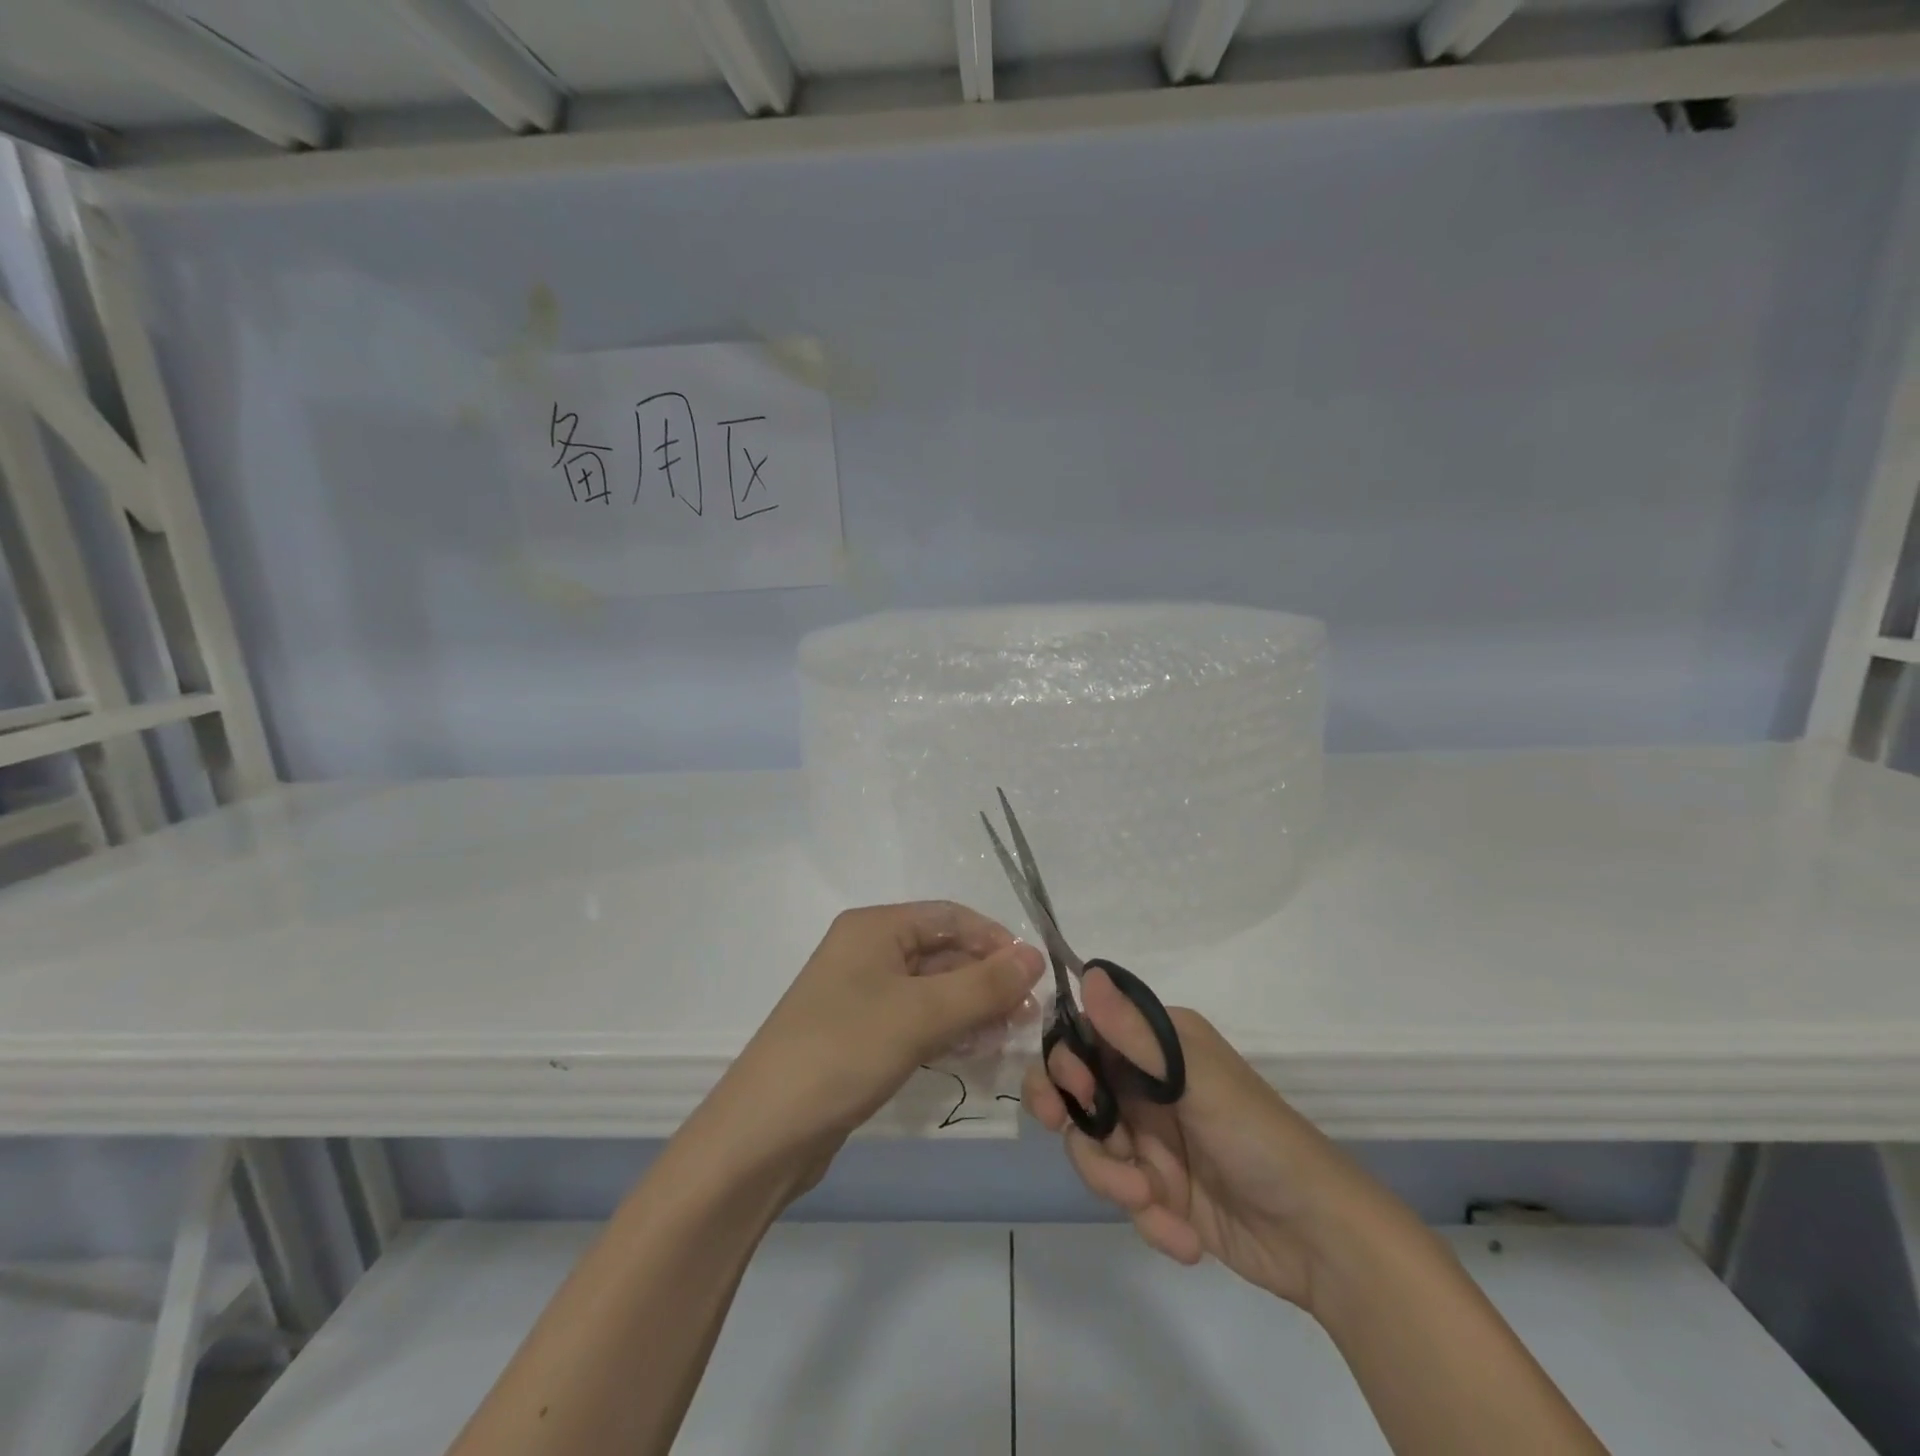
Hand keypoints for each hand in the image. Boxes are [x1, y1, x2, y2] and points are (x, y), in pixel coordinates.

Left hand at [708, 902, 1044, 1185]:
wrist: (764, 1133)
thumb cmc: (844, 1051)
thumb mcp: (922, 1013)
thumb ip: (984, 984)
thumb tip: (1035, 955)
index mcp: (874, 928)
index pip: (950, 917)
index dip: (995, 940)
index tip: (1033, 976)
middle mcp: (866, 952)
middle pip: (942, 952)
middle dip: (987, 980)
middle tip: (1028, 1016)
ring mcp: (860, 995)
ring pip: (932, 990)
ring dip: (972, 1008)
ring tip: (1009, 1037)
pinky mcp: (859, 1036)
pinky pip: (915, 1020)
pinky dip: (947, 1031)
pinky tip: (974, 1053)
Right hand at [1024, 968, 1387, 1312]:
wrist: (1320, 1239)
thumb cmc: (1258, 1138)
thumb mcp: (1196, 1080)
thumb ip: (1136, 1034)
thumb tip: (1088, 973)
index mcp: (1158, 1045)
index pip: (1088, 1036)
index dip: (1067, 1060)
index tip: (1073, 1089)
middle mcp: (1146, 1084)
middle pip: (1076, 1091)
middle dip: (1067, 1114)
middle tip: (1061, 1127)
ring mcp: (1151, 1138)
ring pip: (1092, 1147)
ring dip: (1112, 1177)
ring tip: (1150, 1198)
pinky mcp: (1158, 1189)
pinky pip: (1123, 1196)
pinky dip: (1149, 1218)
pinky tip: (1186, 1236)